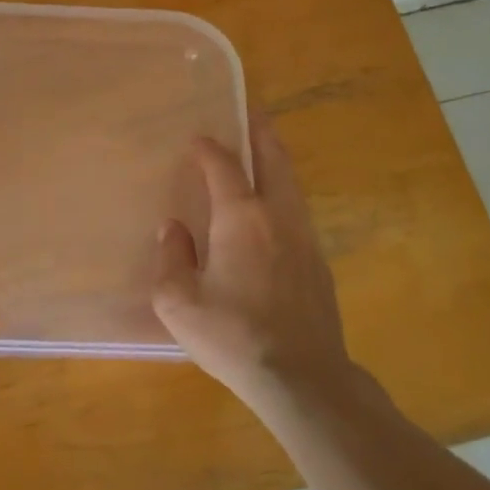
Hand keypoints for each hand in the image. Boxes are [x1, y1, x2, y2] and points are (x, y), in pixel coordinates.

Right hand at [152, 113, 352, 416]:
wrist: (303, 379)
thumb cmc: (233, 336)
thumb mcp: (179, 302)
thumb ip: (171, 258)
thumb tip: (173, 229)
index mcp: (241, 217)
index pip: (223, 165)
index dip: (208, 147)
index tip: (195, 139)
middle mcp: (277, 216)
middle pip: (273, 158)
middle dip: (260, 130)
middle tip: (251, 110)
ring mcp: (305, 238)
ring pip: (291, 183)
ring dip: (275, 160)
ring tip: (261, 151)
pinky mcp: (319, 263)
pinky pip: (297, 211)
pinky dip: (282, 192)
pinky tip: (271, 210)